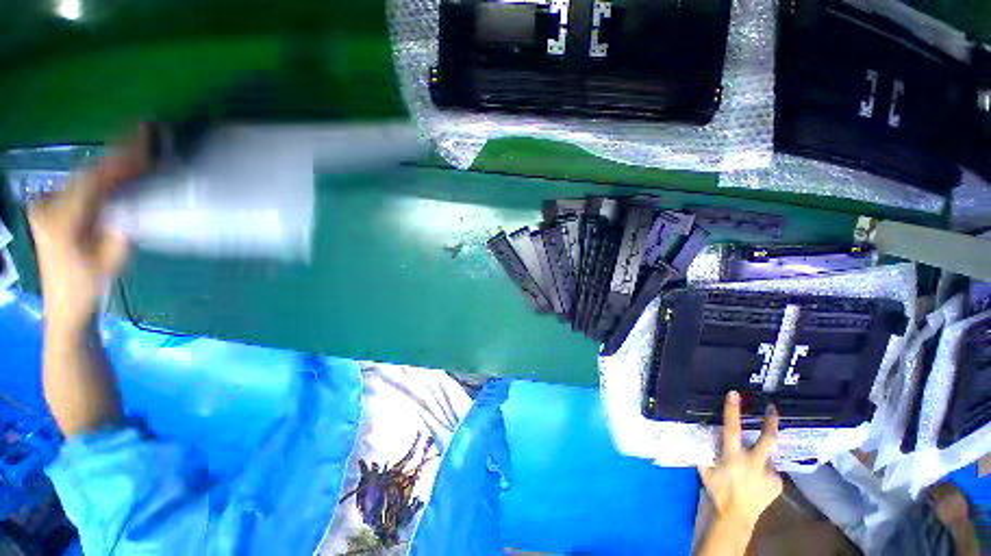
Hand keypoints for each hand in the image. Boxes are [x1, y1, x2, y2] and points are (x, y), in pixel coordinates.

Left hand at [28, 131, 148, 331]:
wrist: (65, 306)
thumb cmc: (88, 288)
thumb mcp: (110, 260)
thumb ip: (120, 227)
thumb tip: (134, 199)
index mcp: (60, 221)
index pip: (95, 180)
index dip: (122, 159)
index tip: (145, 139)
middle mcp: (48, 206)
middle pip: (90, 174)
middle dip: (120, 158)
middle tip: (148, 140)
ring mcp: (46, 206)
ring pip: (85, 177)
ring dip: (113, 166)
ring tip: (139, 152)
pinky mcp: (50, 208)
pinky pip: (81, 185)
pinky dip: (102, 177)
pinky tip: (119, 172)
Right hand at [698, 391, 782, 529]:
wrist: (735, 517)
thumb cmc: (716, 490)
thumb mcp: (705, 469)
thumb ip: (705, 451)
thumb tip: (700, 434)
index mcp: (733, 457)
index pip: (732, 429)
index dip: (732, 411)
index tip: (734, 394)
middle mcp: (754, 463)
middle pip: (767, 439)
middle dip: (770, 422)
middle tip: (772, 408)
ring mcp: (769, 475)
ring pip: (767, 456)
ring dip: (760, 457)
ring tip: (751, 467)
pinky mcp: (777, 484)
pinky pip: (771, 472)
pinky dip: (764, 472)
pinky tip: (757, 480)